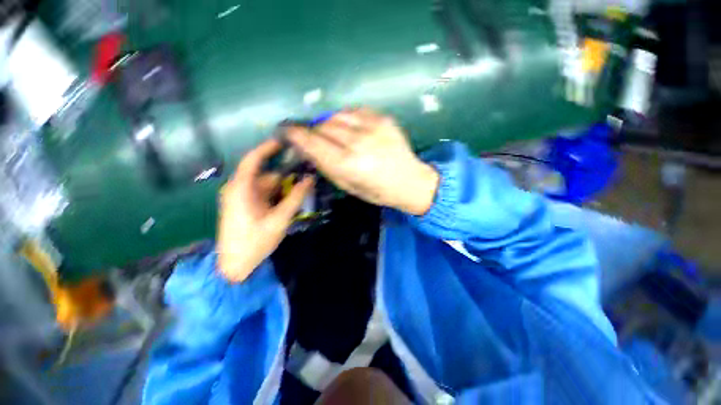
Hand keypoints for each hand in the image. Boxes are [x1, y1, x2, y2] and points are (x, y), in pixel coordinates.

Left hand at [217, 139, 313, 282]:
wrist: (234, 266)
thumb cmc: (254, 242)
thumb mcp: (279, 219)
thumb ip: (296, 197)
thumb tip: (310, 179)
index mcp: (241, 189)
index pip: (253, 159)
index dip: (268, 148)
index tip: (286, 141)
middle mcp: (239, 189)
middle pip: (265, 175)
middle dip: (286, 175)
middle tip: (306, 175)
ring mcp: (242, 198)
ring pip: (267, 186)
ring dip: (284, 187)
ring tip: (303, 190)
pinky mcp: (245, 206)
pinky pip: (264, 195)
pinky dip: (278, 195)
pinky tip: (290, 202)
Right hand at [286, 108, 438, 215]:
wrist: (410, 181)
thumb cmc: (378, 191)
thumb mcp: (348, 186)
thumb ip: (326, 166)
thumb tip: (307, 148)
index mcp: (349, 164)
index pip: (313, 142)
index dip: (295, 134)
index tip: (285, 130)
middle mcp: (359, 142)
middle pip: (323, 126)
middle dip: (312, 130)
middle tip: (311, 137)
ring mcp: (373, 127)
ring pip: (336, 115)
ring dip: (328, 123)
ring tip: (331, 133)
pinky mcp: (383, 118)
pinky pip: (354, 110)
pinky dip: (345, 118)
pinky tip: (349, 127)